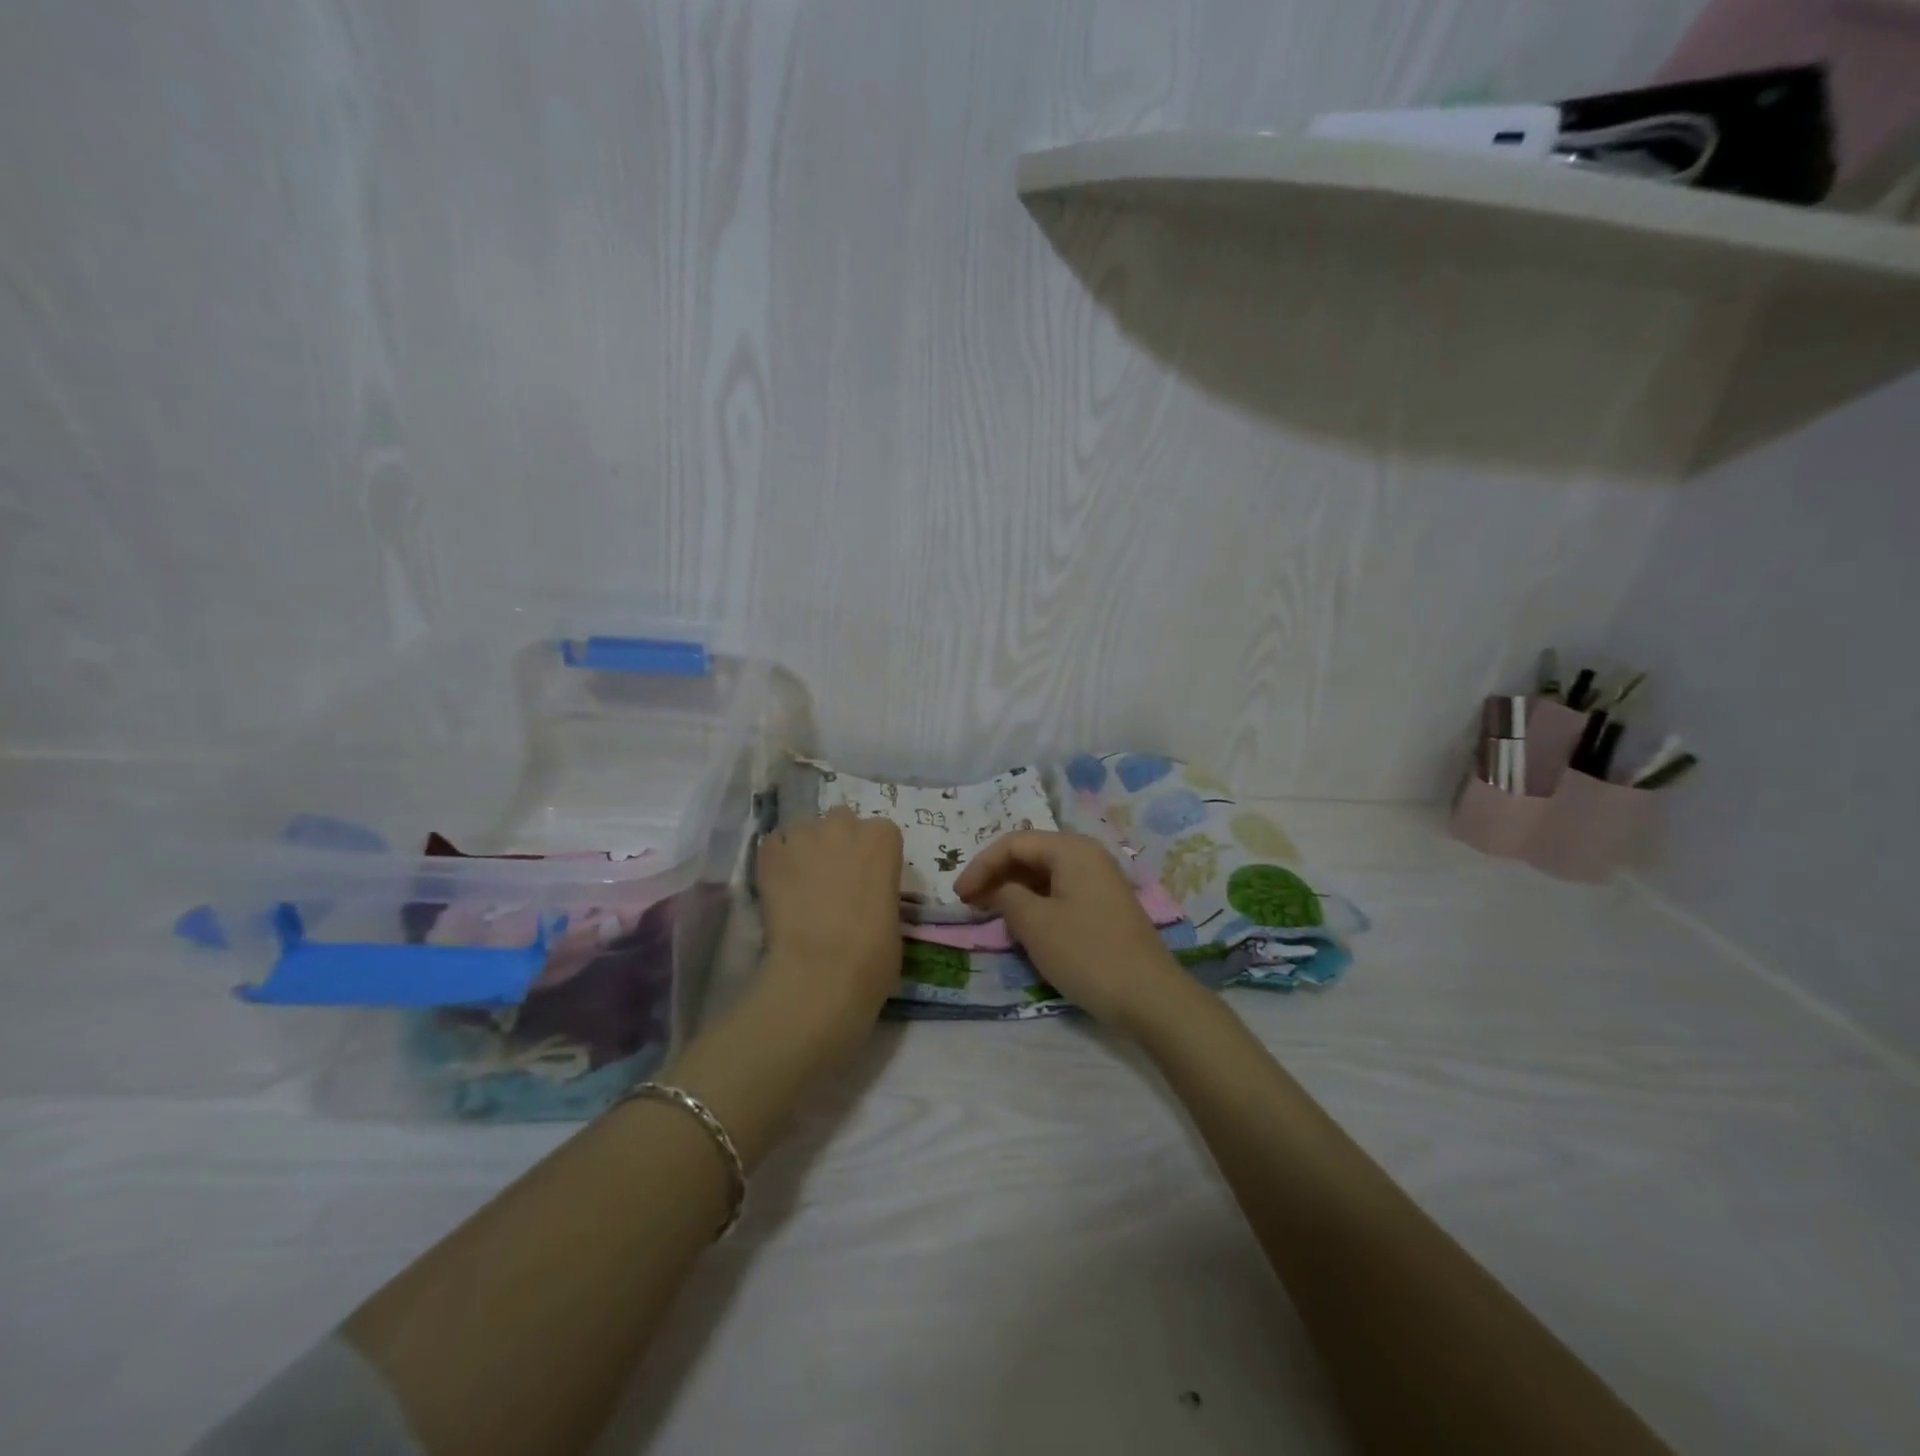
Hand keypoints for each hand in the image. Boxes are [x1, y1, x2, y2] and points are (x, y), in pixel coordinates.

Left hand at [754, 806, 902, 1035]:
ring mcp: (804, 836)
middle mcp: (844, 826)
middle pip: (841, 820)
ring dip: (806, 847)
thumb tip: (864, 895)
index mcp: (883, 838)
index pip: (881, 832)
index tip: (868, 878)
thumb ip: (879, 890)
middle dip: (839, 841)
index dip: (873, 855)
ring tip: (801, 880)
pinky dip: (777, 858)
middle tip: (835, 877)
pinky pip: (773, 844)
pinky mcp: (770, 855)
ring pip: (804, 828)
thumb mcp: (893, 915)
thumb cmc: (874, 953)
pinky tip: (779, 884)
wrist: (822, 971)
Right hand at [954, 831, 1192, 1031]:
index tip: (958, 896)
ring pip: (1044, 874)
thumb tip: (998, 890)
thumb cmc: (1087, 954)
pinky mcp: (1103, 906)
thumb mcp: (1035, 924)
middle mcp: (1087, 855)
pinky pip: (1060, 892)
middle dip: (996, 874)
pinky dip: (1035, 902)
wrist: (1150, 997)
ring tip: (989, 912)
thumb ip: (1007, 897)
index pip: (1013, 843)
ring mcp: (1099, 881)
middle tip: (969, 902)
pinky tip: (1021, 923)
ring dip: (1014, 889)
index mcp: (1071, 849)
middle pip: (1030, 853)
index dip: (981, 865)